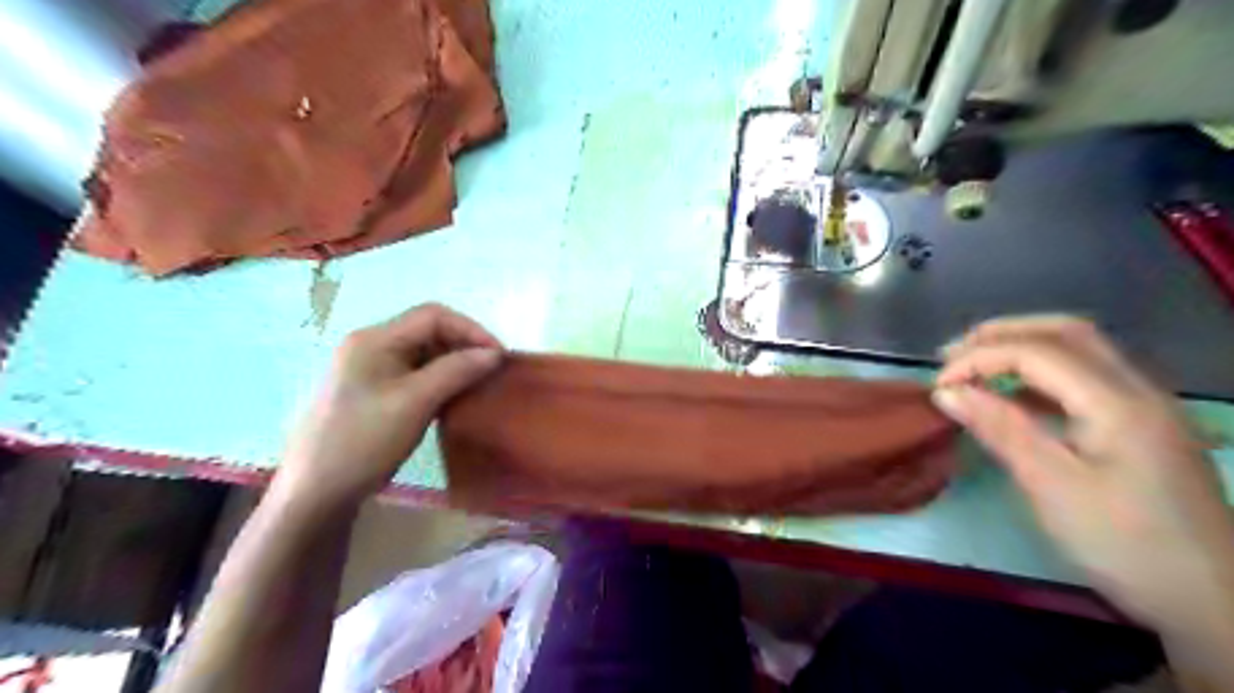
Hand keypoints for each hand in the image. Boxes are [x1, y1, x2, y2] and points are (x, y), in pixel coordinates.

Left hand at [271, 303, 499, 515]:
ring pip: (424, 354)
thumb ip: (456, 371)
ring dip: (455, 365)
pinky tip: (455, 399)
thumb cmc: (363, 441)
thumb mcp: (414, 402)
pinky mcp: (374, 393)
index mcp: (375, 339)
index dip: (471, 330)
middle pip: (428, 331)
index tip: (499, 357)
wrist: (315, 493)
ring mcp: (370, 370)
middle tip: (492, 372)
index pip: (433, 316)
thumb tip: (495, 353)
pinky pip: (416, 375)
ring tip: (479, 385)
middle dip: (464, 346)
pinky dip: (441, 381)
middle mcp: (371, 346)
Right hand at [935, 315, 1233, 633]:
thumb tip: (946, 392)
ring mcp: (1146, 406)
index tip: (938, 385)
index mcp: (1117, 402)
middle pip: (1067, 333)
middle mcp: (1138, 389)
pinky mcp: (1142, 426)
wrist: (1212, 600)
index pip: (1036, 352)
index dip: (978, 359)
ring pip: (1080, 351)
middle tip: (953, 354)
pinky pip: (1086, 379)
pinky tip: (1013, 396)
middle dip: (1003, 334)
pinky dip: (1041, 375)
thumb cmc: (1124, 543)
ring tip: (973, 367)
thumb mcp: (1050, 485)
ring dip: (1022, 348)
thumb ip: (999, 429)